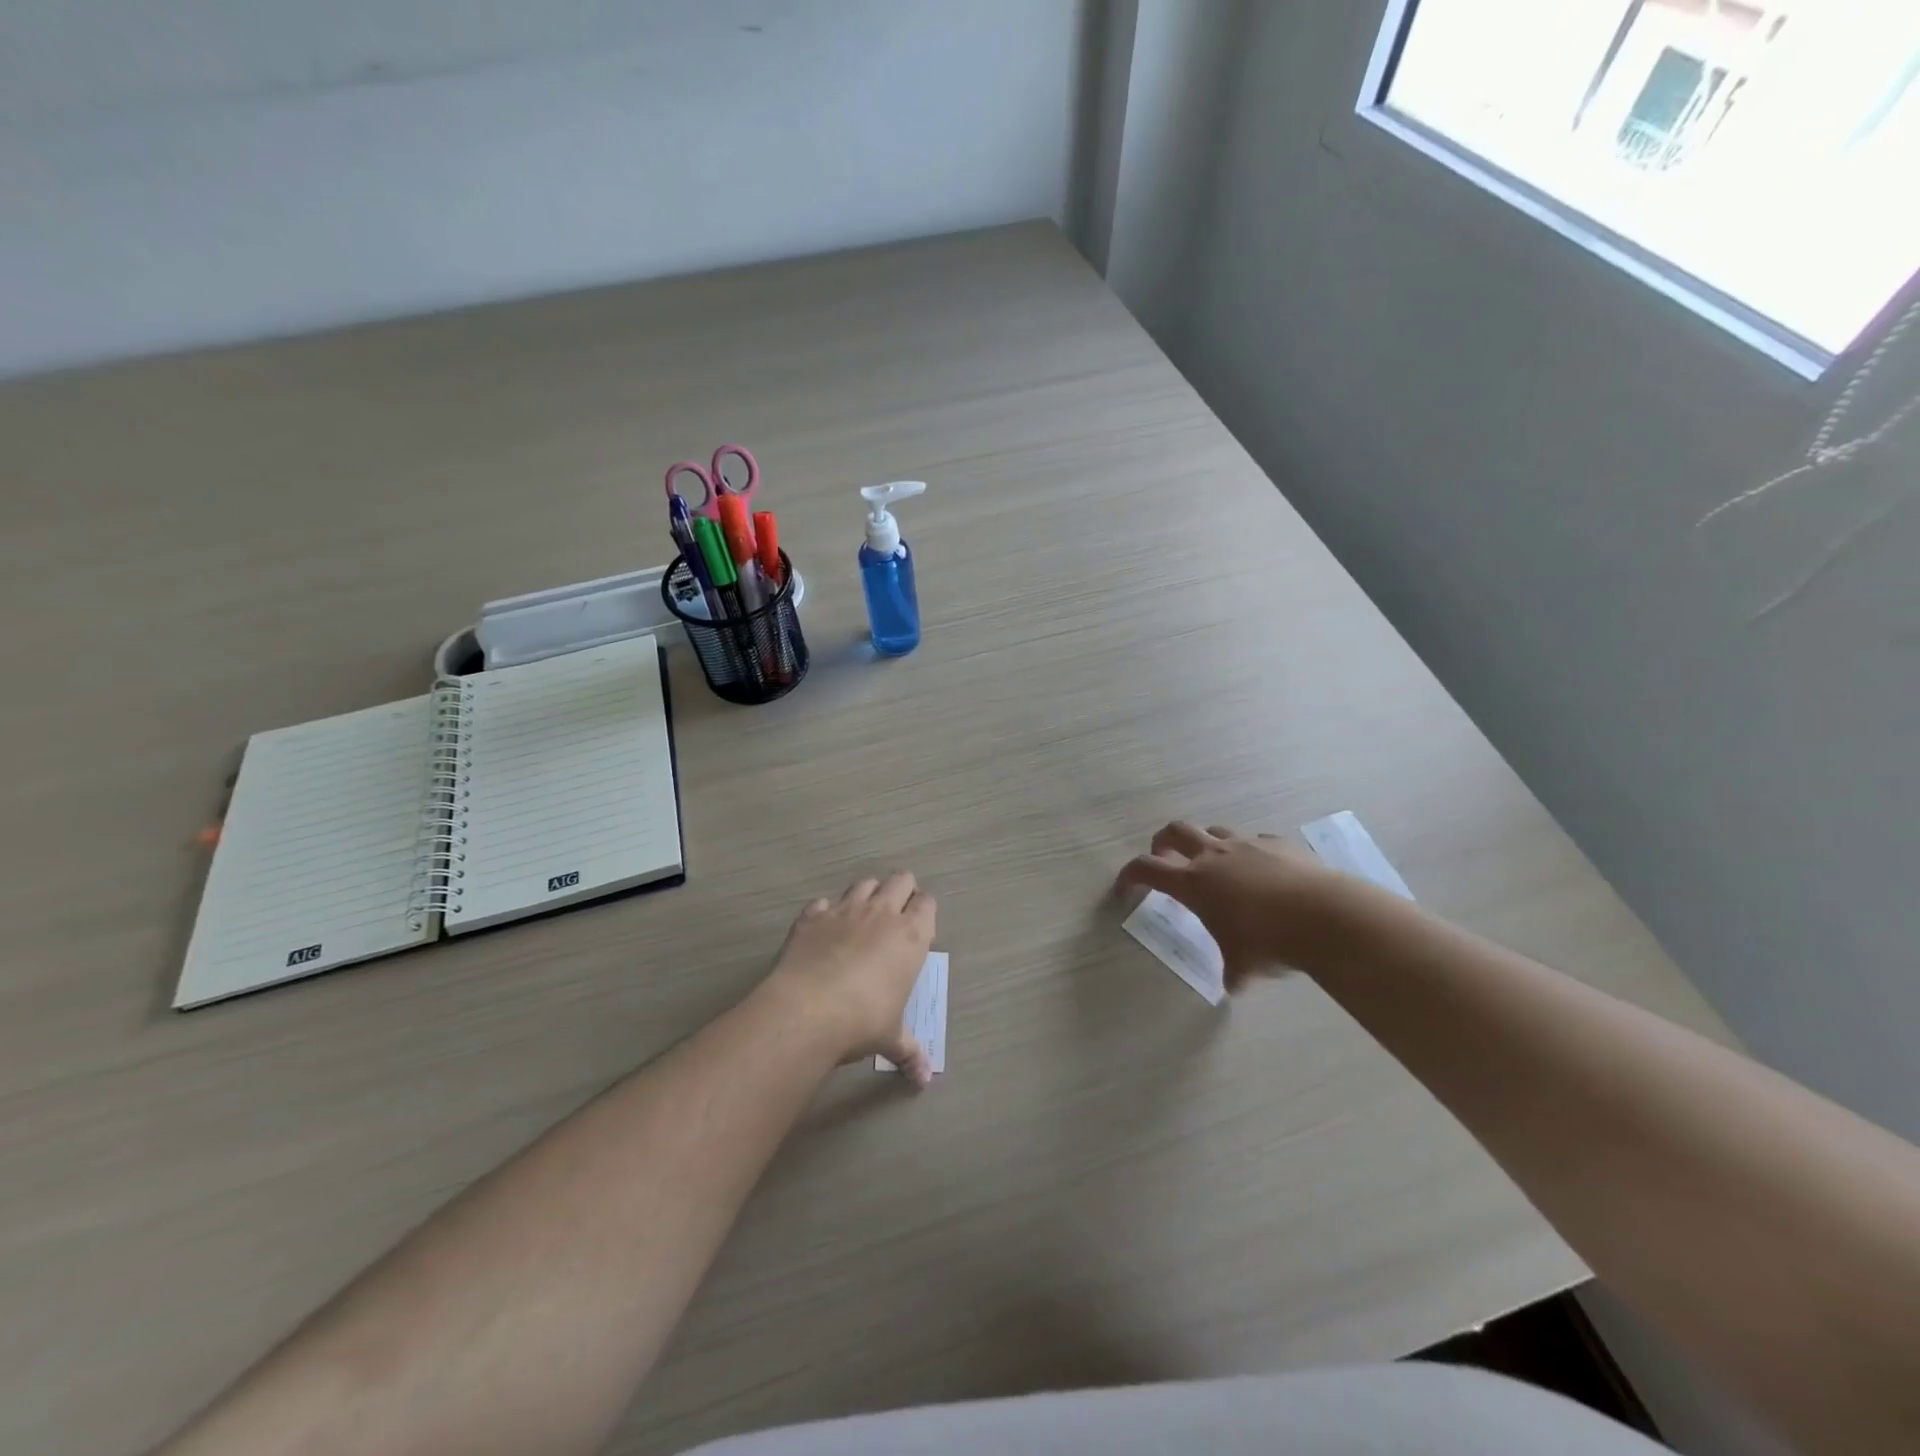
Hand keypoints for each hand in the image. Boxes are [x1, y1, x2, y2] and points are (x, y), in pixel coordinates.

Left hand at [761, 872, 937, 1085]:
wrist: (807, 1011)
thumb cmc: (862, 1021)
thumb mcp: (890, 1038)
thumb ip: (909, 1052)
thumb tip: (924, 1079)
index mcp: (910, 936)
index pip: (927, 904)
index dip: (925, 912)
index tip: (920, 930)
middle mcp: (881, 913)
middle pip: (900, 879)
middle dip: (902, 890)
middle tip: (896, 916)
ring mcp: (844, 910)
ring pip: (864, 883)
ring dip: (868, 894)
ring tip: (863, 918)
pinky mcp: (812, 916)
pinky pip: (823, 902)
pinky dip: (827, 912)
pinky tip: (824, 931)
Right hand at [1117, 822, 1353, 991]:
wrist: (1325, 916)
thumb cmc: (1269, 942)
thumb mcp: (1243, 965)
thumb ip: (1232, 971)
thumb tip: (1235, 985)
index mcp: (1193, 882)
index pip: (1146, 869)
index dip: (1130, 876)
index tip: (1125, 889)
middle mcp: (1214, 856)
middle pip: (1175, 831)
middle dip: (1163, 842)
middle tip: (1164, 857)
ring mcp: (1247, 845)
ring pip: (1215, 830)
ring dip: (1207, 844)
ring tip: (1216, 865)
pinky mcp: (1278, 844)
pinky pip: (1256, 841)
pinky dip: (1251, 853)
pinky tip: (1263, 872)